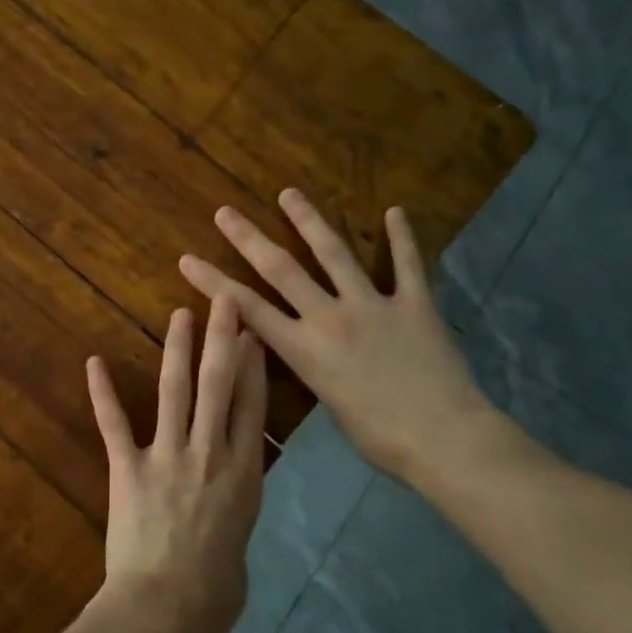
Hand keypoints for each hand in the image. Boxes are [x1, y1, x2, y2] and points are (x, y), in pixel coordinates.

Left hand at [85, 296, 267, 632]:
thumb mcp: (240, 541)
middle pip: (219, 385)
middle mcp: (210, 454)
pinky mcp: (128, 469)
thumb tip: (225, 494)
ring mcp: (167, 457)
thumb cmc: (213, 594)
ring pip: (174, 391)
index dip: (254, 366)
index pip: (252, 406)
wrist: (166, 612)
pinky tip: (94, 362)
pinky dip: (102, 392)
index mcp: (244, 475)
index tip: (254, 333)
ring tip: (179, 315)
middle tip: (224, 300)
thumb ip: (234, 506)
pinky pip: (114, 423)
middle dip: (223, 338)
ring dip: (177, 349)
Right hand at [178, 190, 506, 487]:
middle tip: (225, 212)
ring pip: (334, 254)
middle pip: (281, 270)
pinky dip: (402, 238)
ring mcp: (372, 305)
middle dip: (248, 239)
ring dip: (309, 221)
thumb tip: (311, 351)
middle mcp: (330, 318)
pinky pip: (408, 265)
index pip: (247, 308)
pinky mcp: (415, 304)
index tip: (188, 259)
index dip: (213, 282)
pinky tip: (395, 211)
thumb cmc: (381, 438)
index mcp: (304, 350)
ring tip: (289, 194)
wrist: (444, 439)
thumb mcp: (330, 404)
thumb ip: (315, 368)